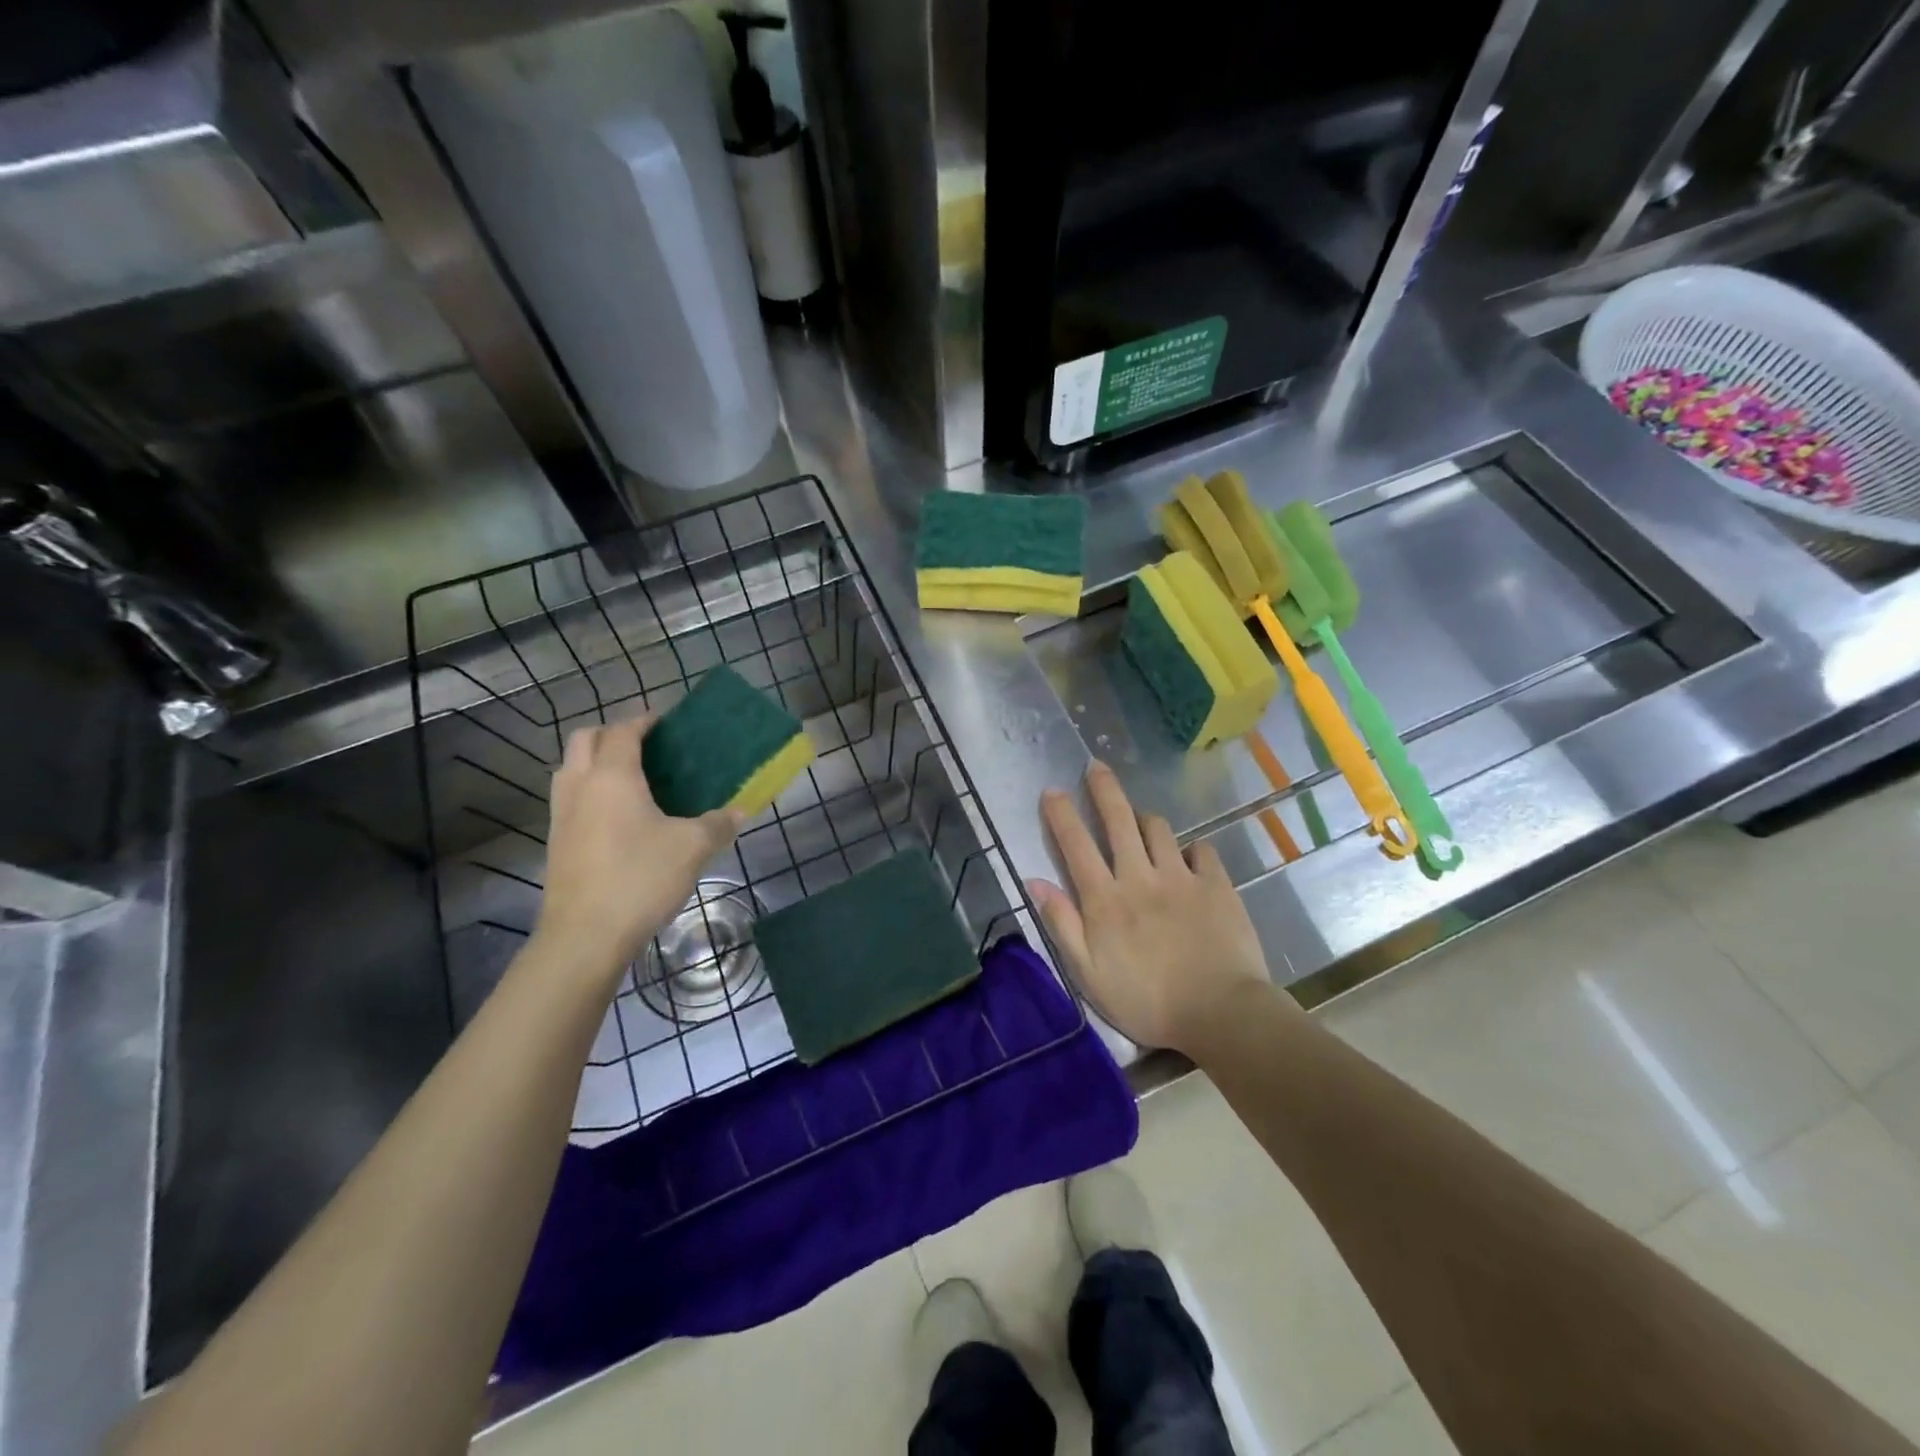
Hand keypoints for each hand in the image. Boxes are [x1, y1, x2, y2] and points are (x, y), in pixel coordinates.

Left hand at [534, 716, 740, 982]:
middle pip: (585, 739)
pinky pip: (570, 798)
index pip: (623, 731)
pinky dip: (589, 790)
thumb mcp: (692, 848)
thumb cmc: (640, 878)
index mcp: (613, 776)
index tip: (667, 723)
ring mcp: (561, 815)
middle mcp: (580, 786)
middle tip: (646, 746)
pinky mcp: (556, 842)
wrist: (585, 936)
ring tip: (631, 778)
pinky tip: (618, 816)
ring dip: (595, 761)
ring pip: (570, 768)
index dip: (644, 721)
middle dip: (613, 733)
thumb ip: (718, 824)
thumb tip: (739, 811)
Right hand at [1028, 762, 1276, 1054]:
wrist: (1221, 1013)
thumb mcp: (1088, 974)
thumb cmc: (1146, 1001)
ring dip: (1144, 819)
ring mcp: (1181, 877)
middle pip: (1118, 820)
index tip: (1052, 791)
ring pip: (1158, 828)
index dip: (1061, 815)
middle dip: (1103, 789)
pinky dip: (1191, 848)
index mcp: (1105, 899)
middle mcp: (1139, 876)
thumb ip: (1061, 924)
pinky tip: (1188, 856)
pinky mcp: (1216, 884)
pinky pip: (1201, 849)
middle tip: (1095, 766)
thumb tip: (1035, 881)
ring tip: (1139, 820)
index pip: (1076, 845)